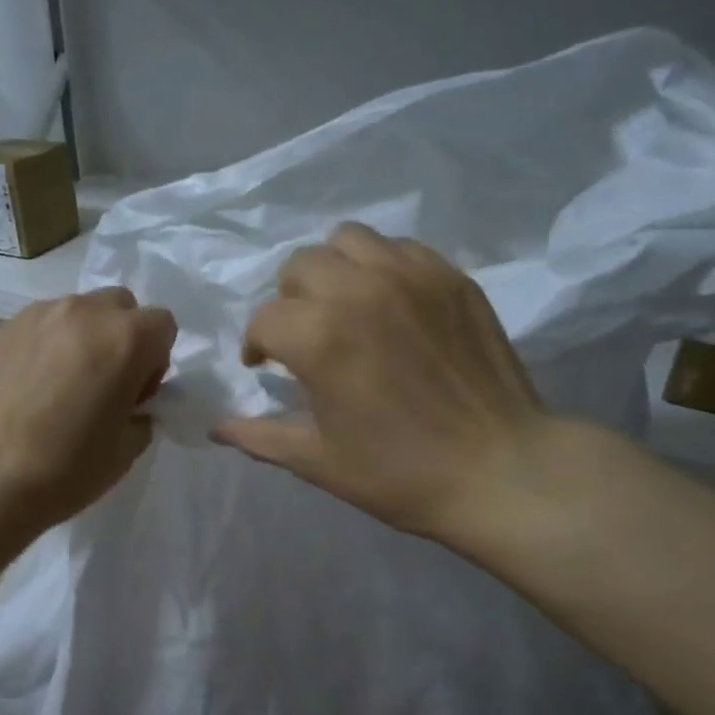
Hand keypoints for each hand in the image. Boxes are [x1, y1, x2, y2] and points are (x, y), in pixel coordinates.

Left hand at [0, 288, 176, 529]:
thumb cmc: (64, 467)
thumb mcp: (125, 452)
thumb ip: (140, 416)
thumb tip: (130, 405)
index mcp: (125, 339)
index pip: (162, 325)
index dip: (156, 360)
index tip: (135, 395)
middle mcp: (85, 312)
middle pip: (120, 306)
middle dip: (122, 337)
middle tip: (103, 384)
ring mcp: (39, 314)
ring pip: (78, 311)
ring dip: (83, 338)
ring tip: (61, 385)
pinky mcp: (2, 327)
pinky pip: (41, 324)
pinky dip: (48, 344)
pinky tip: (30, 386)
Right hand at [212, 223, 566, 554]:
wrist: (499, 470)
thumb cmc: (398, 473)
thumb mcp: (317, 461)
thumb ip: (259, 436)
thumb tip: (215, 428)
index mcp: (320, 338)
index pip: (264, 319)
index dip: (256, 345)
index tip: (263, 367)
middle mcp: (360, 291)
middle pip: (300, 266)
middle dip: (289, 301)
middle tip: (304, 338)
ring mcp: (412, 277)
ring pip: (348, 240)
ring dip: (332, 271)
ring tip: (343, 308)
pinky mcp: (452, 277)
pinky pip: (400, 248)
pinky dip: (381, 267)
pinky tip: (389, 306)